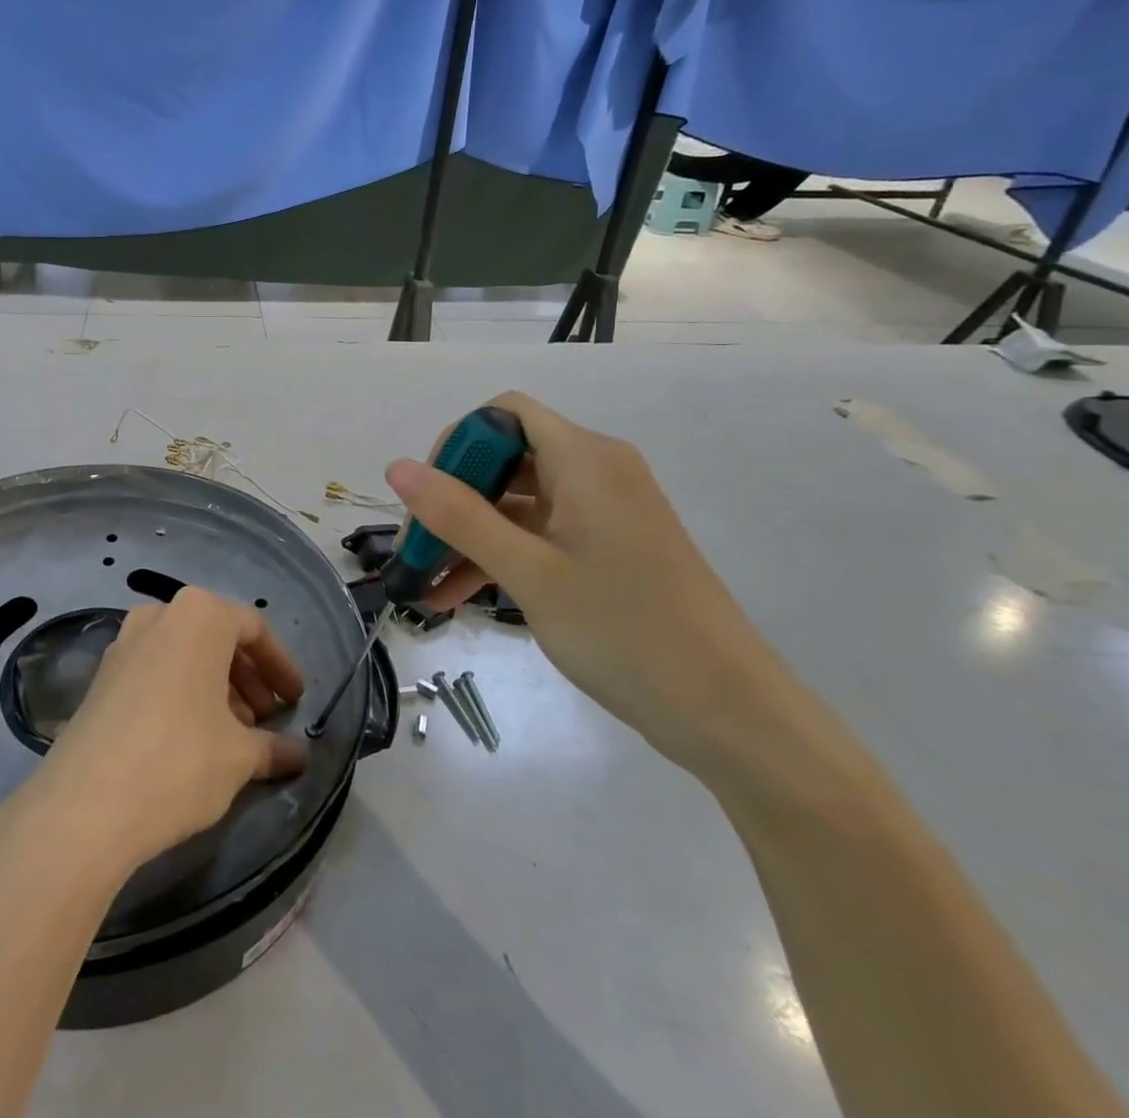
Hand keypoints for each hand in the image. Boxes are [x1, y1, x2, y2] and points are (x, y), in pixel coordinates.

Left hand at [21, 588, 306, 874]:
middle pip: (217, 638)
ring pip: (184, 654)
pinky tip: (191, 737)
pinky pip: (155, 670)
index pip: (254, 629)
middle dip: (248, 677)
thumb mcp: (240, 757)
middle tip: (266, 719)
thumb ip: (274, 748)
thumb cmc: (180, 761)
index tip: (296, 701)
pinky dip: (181, 692)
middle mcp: (160, 615)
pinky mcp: (100, 676)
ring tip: (233, 733)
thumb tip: (299, 755)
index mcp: (200, 615)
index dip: (280, 666)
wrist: (85, 805)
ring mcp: (124, 642)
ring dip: (215, 687)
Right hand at [386, 392, 811, 780]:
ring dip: (468, 535)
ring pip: (515, 503)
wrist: (731, 715)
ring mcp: (602, 514)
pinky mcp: (605, 551)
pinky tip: (455, 598)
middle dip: (452, 498)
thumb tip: (396, 467)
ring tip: (423, 581)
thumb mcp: (530, 573)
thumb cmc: (627, 631)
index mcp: (585, 459)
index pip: (505, 413)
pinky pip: (536, 537)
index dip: (458, 443)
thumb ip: (459, 516)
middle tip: (414, 548)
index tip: (427, 496)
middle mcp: (595, 473)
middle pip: (505, 459)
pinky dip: (497, 557)